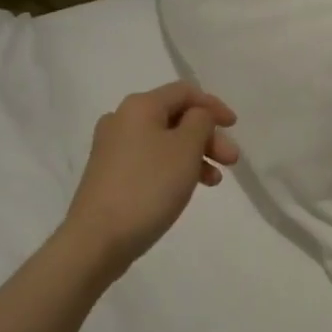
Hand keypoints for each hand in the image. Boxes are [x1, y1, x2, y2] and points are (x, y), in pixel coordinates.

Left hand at [61, 82, 238, 282]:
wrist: (96, 239)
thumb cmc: (148, 186)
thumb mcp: (186, 148)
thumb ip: (201, 122)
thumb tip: (197, 116)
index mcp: (140, 106)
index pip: (185, 91)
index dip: (214, 105)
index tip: (235, 127)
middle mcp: (122, 119)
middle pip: (175, 117)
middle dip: (207, 136)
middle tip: (231, 160)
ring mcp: (112, 148)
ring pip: (165, 141)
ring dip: (195, 154)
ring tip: (214, 181)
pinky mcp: (110, 174)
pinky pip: (151, 160)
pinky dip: (174, 168)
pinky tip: (188, 188)